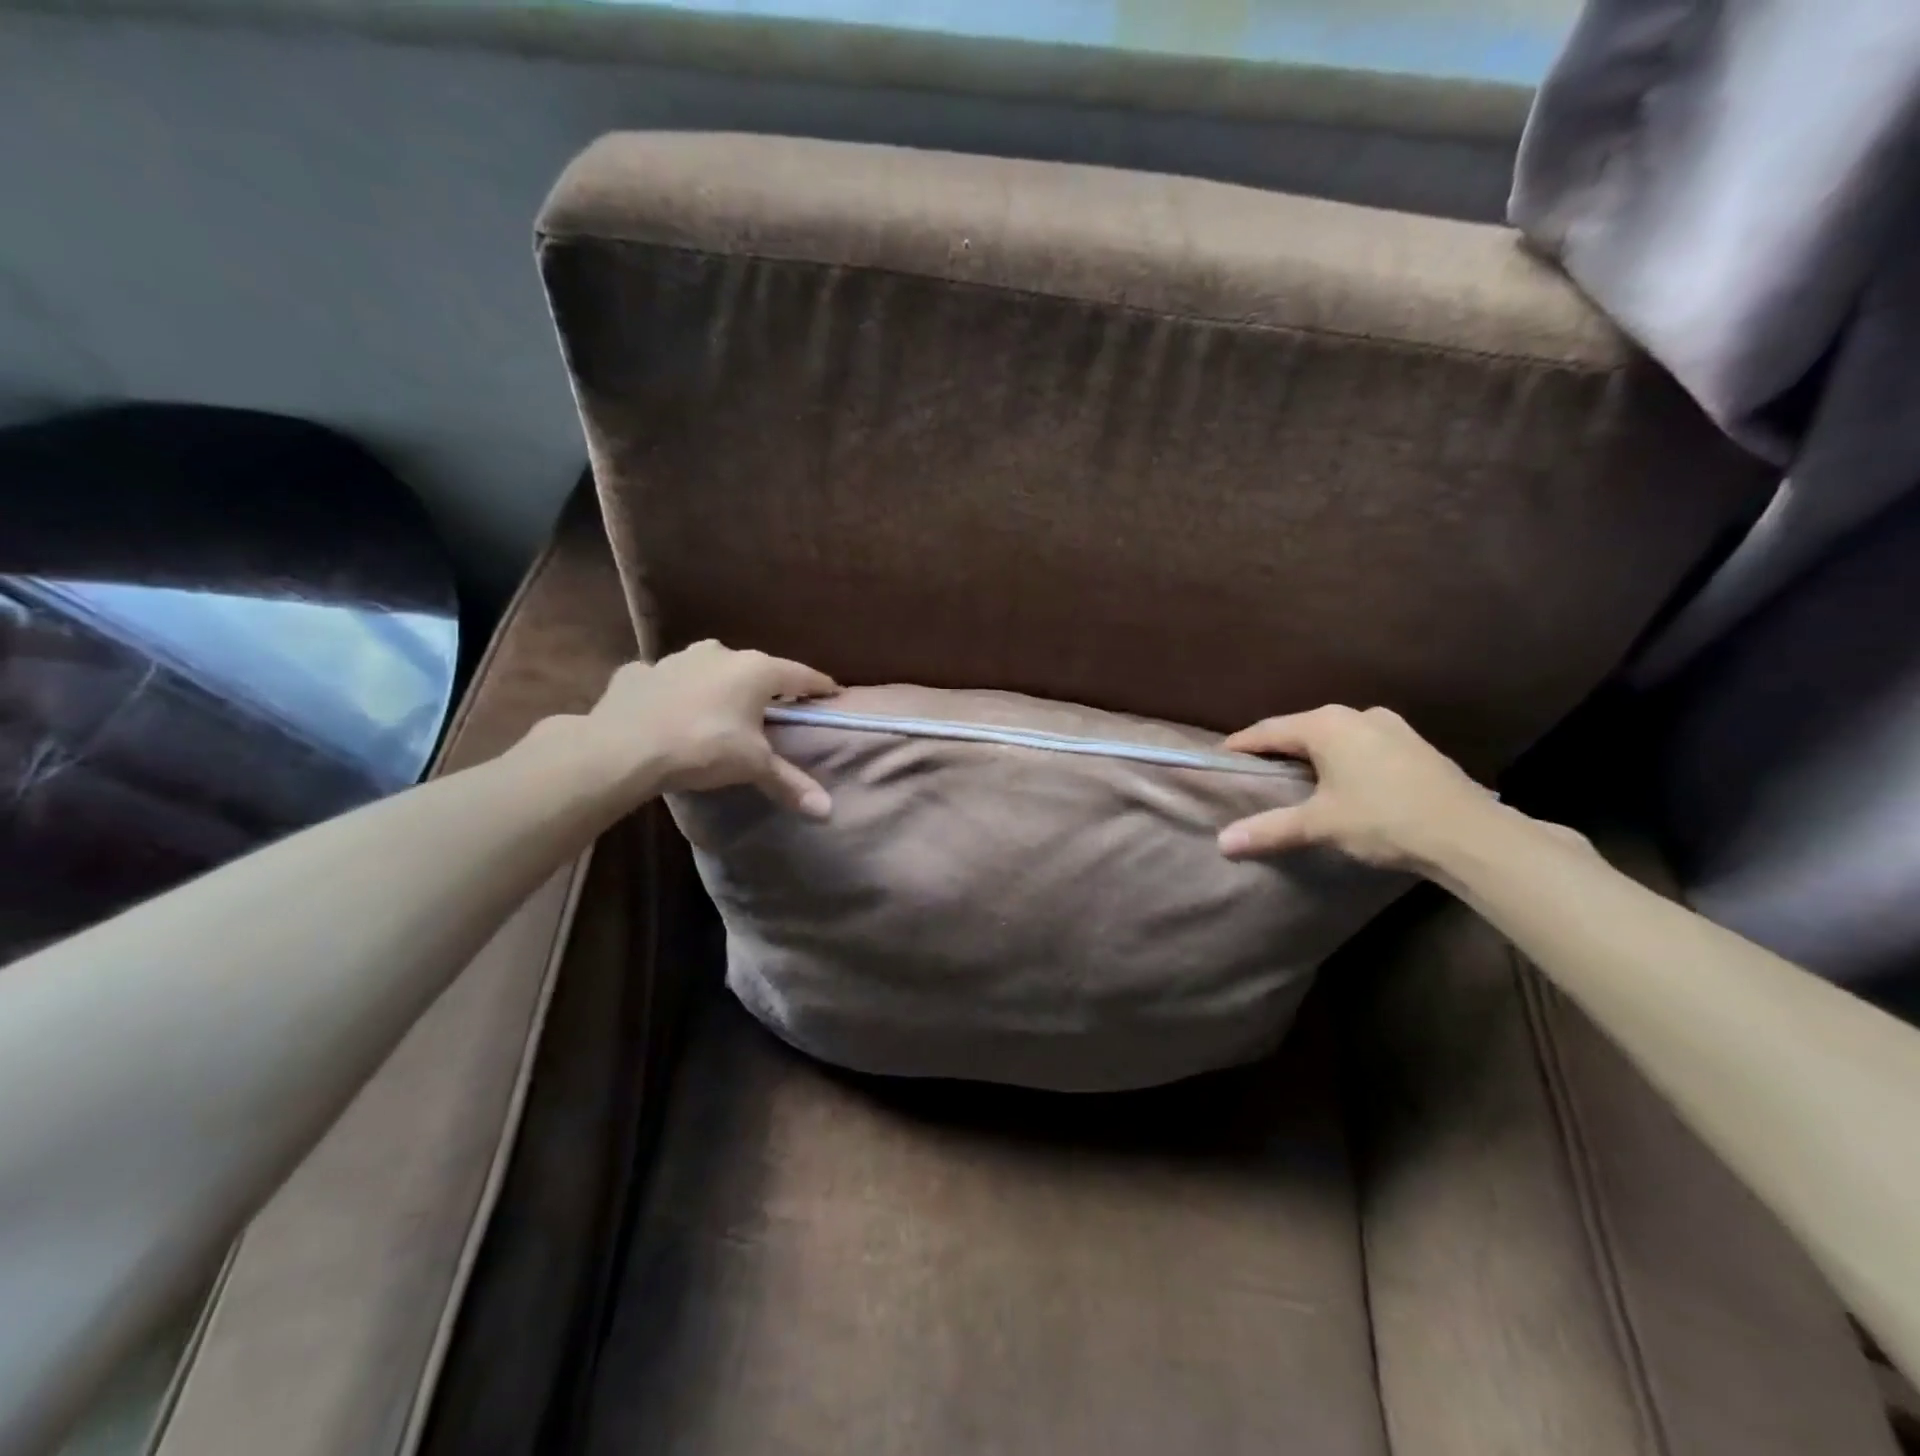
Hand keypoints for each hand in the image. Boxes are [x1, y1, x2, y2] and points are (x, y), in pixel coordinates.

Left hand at [578, 641, 839, 814]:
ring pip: (709, 669)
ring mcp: (676, 659)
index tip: (832, 692)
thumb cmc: (702, 747)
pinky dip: (675, 692)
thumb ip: (790, 783)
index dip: (818, 686)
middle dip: (766, 686)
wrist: (621, 747)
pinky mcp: (640, 672)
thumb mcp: (752, 766)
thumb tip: (827, 810)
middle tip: (775, 707)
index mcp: (755, 671)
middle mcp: (720, 654)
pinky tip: (670, 710)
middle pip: (755, 668)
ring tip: (721, 709)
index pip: (800, 675)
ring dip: (719, 685)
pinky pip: (667, 680)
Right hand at [1216, 705, 1505, 871]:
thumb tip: (1222, 843)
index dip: (1242, 744)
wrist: (1471, 836)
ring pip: (1337, 736)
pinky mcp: (1415, 746)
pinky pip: (1363, 745)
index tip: (1222, 757)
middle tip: (1257, 769)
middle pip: (1303, 729)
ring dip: (1314, 753)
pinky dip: (1344, 759)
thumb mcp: (1320, 825)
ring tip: (1298, 776)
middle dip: (1278, 748)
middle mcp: (1357, 715)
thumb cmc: (1384, 819)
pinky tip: (1345, 780)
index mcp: (1327, 725)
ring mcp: (1392, 727)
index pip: (1269, 730)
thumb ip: (1270, 829)